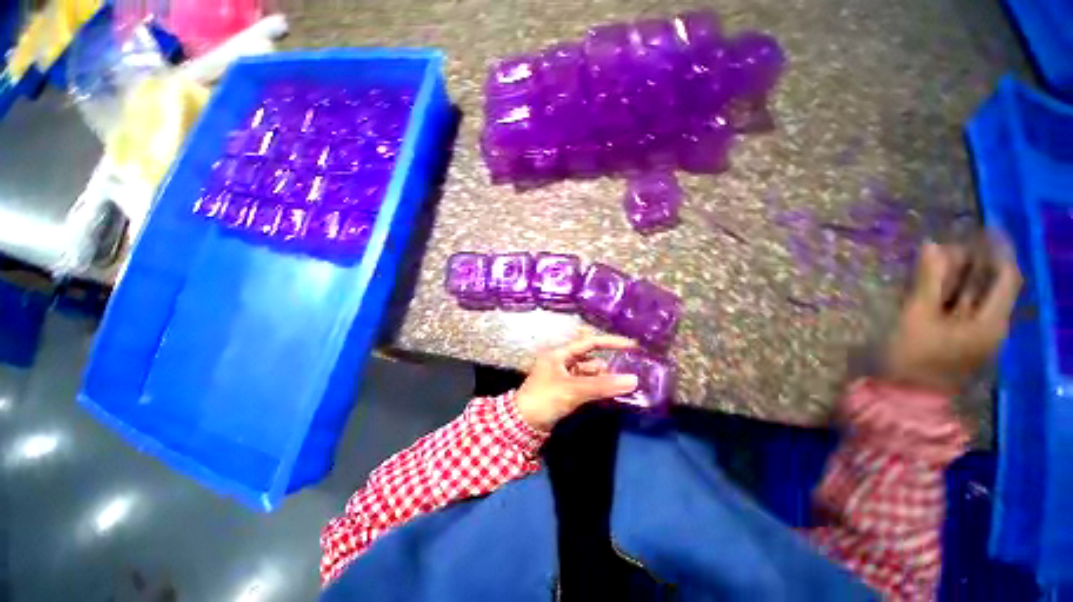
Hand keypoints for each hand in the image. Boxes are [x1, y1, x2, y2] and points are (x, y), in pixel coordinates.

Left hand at [514, 332, 640, 431]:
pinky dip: (598, 388)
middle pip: (592, 359)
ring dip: (605, 379)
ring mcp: (565, 377)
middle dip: (610, 365)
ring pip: (590, 374)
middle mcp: (563, 361)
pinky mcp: (566, 391)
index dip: (611, 342)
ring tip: (625, 385)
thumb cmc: (545, 398)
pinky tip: (611, 393)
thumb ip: (602, 386)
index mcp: (561, 353)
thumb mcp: (573, 390)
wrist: (523, 424)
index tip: (632, 345)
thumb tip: (634, 380)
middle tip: (631, 371)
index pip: (590, 343)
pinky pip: (587, 385)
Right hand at [881, 237, 1021, 394]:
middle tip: (952, 242)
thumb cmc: (913, 358)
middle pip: (990, 285)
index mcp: (990, 322)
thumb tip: (933, 245)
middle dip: (975, 261)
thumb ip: (928, 282)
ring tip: (939, 258)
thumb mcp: (917, 318)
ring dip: (960, 276)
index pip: (1006, 277)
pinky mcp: (959, 339)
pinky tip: (933, 283)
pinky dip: (950, 292)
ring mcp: (975, 334)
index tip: (986, 227)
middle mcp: (990, 326)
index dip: (999, 249)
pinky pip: (960, 308)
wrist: (905, 397)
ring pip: (974, 296)